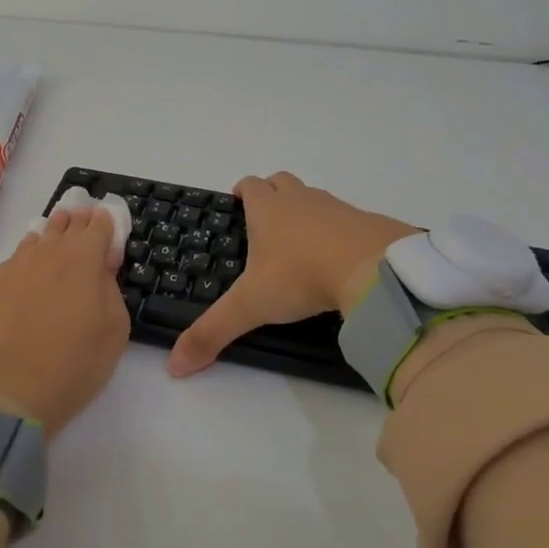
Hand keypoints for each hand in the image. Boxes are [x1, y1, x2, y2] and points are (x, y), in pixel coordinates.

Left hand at [0, 205, 129, 435]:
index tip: (108, 224)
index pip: (99, 225)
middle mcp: (49, 251)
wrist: (10, 389)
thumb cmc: (75, 363)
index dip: (106, 222)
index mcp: (84, 257)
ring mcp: (17, 264)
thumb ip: (111, 288)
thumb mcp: (115, 328)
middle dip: (79, 221)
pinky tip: (31, 269)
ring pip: (38, 236)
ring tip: (58, 237)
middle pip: (67, 223)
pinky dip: (29, 257)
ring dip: (52, 234)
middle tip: (84, 223)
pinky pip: (16, 258)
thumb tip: (102, 266)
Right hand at [168, 172, 416, 375]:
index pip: (250, 185)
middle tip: (265, 220)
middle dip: (272, 194)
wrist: (374, 268)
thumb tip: (174, 365)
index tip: (237, 201)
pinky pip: (345, 218)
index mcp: (268, 209)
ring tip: (301, 243)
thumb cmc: (301, 276)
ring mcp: (336, 208)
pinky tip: (338, 257)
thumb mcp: (251, 306)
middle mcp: (301, 200)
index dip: (242, 191)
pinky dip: (337, 231)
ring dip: (305, 211)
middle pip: (281, 182)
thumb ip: (213, 332)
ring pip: (313, 198)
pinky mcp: (366, 222)